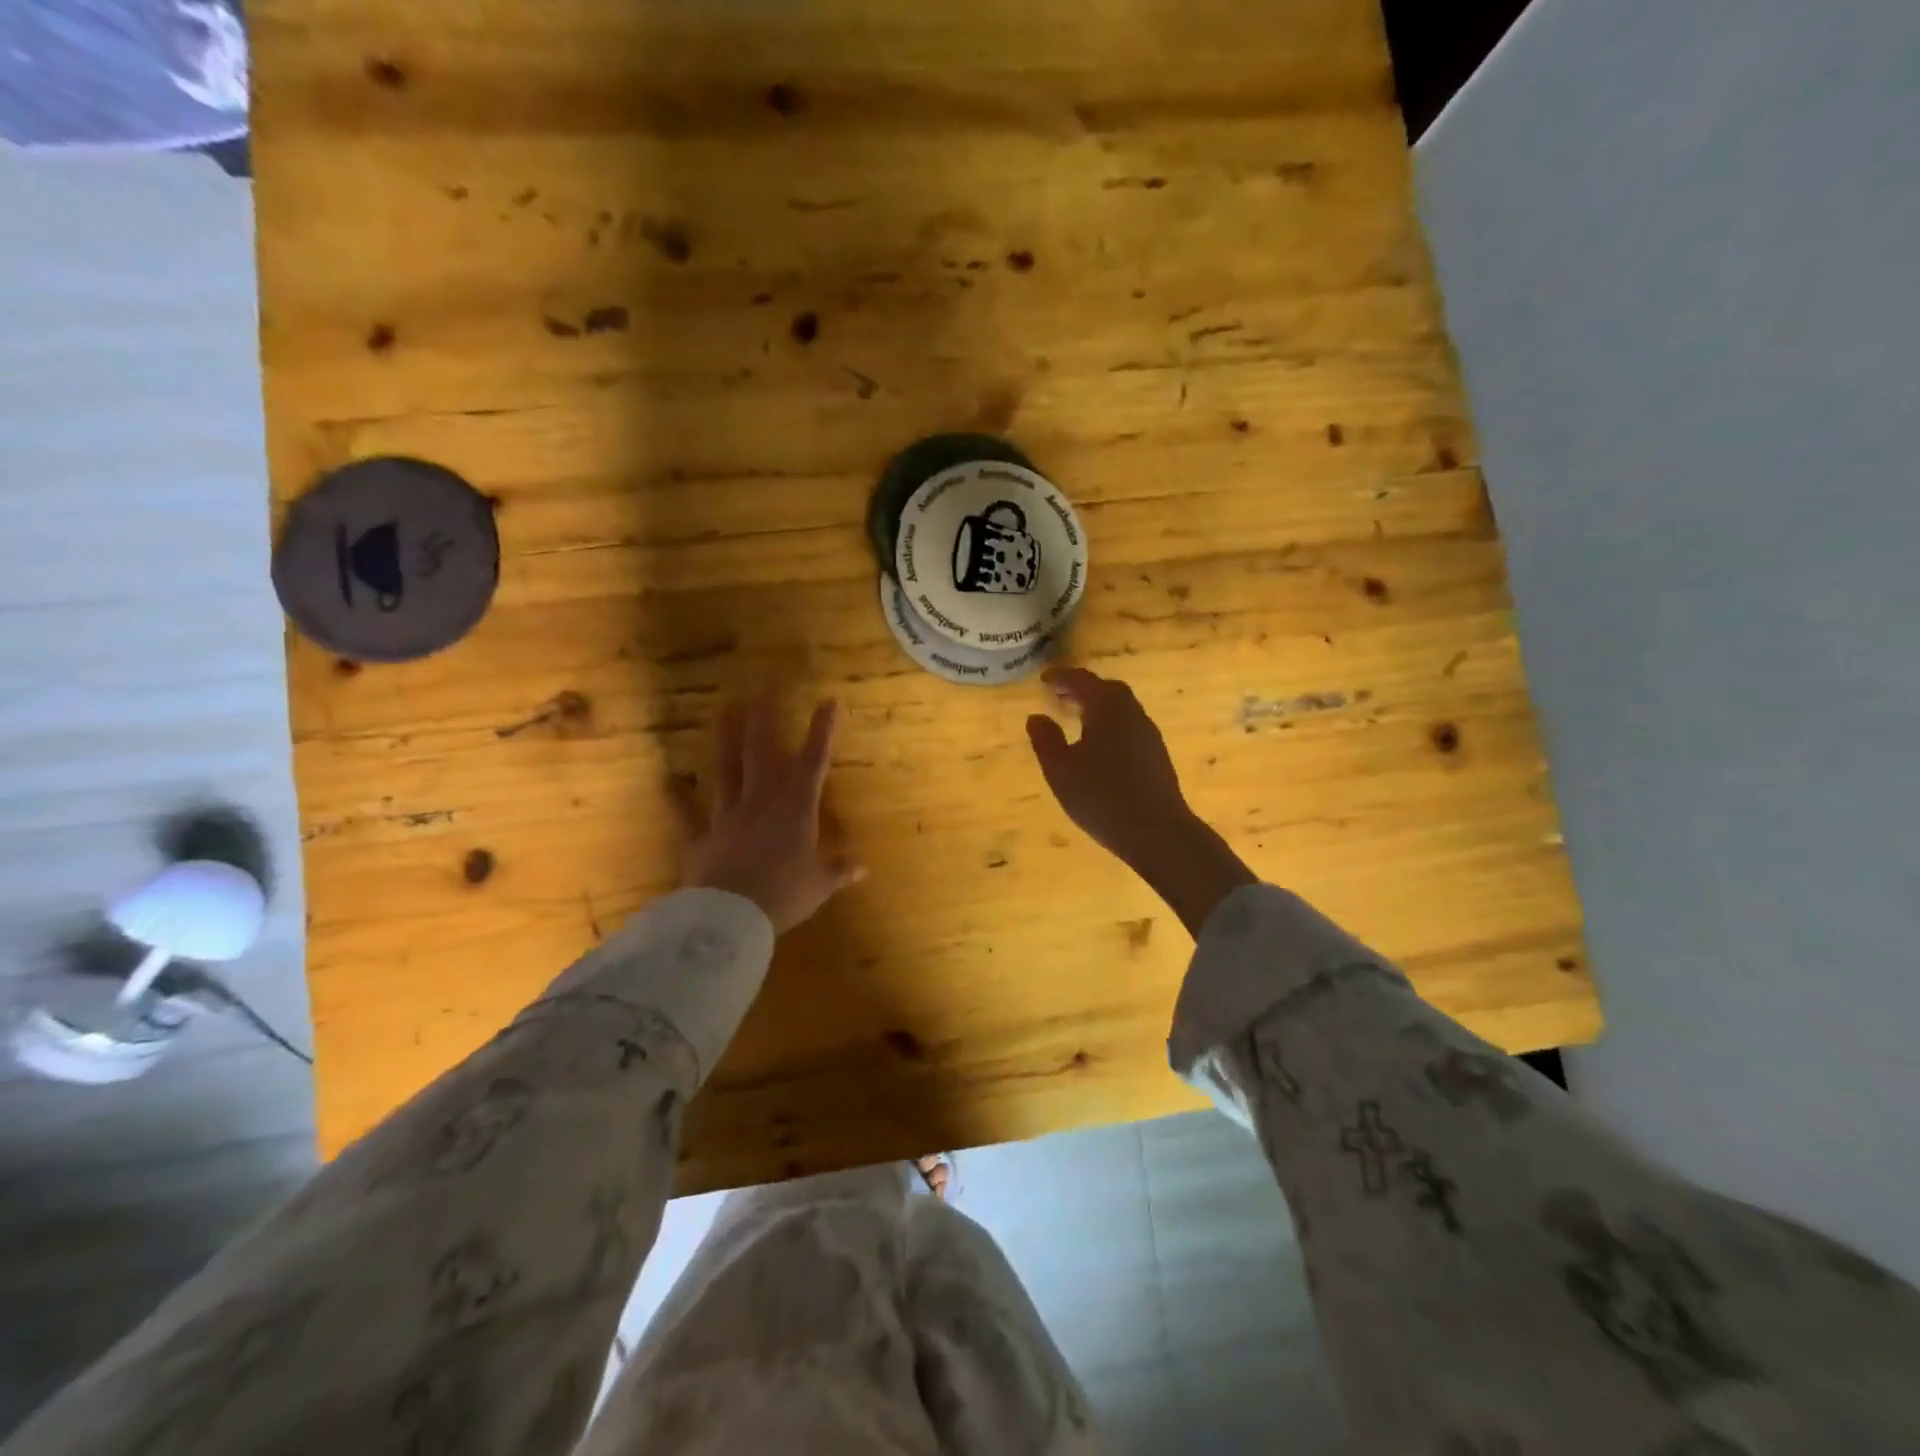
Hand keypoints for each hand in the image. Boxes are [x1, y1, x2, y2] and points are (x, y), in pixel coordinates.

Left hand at [674, 695, 864, 934]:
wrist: (732, 917)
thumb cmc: (785, 894)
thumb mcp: (820, 885)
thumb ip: (839, 870)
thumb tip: (863, 867)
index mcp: (797, 807)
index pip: (814, 760)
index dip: (822, 729)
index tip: (828, 700)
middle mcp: (762, 800)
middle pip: (762, 751)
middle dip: (765, 718)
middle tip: (763, 688)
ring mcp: (728, 815)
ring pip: (727, 769)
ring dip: (726, 739)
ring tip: (725, 709)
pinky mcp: (700, 836)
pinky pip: (685, 814)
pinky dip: (676, 797)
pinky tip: (668, 779)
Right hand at [1024, 668, 1192, 866]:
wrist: (1156, 831)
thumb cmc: (1101, 796)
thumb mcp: (1060, 769)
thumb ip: (1045, 740)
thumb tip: (1036, 717)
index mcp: (1107, 708)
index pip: (1082, 681)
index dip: (1062, 677)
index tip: (1044, 679)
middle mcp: (1132, 713)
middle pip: (1107, 690)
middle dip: (1082, 689)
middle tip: (1060, 696)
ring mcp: (1148, 734)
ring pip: (1121, 709)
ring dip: (1098, 707)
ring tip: (1076, 719)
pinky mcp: (1156, 755)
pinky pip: (1129, 727)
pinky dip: (1110, 725)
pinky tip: (1099, 747)